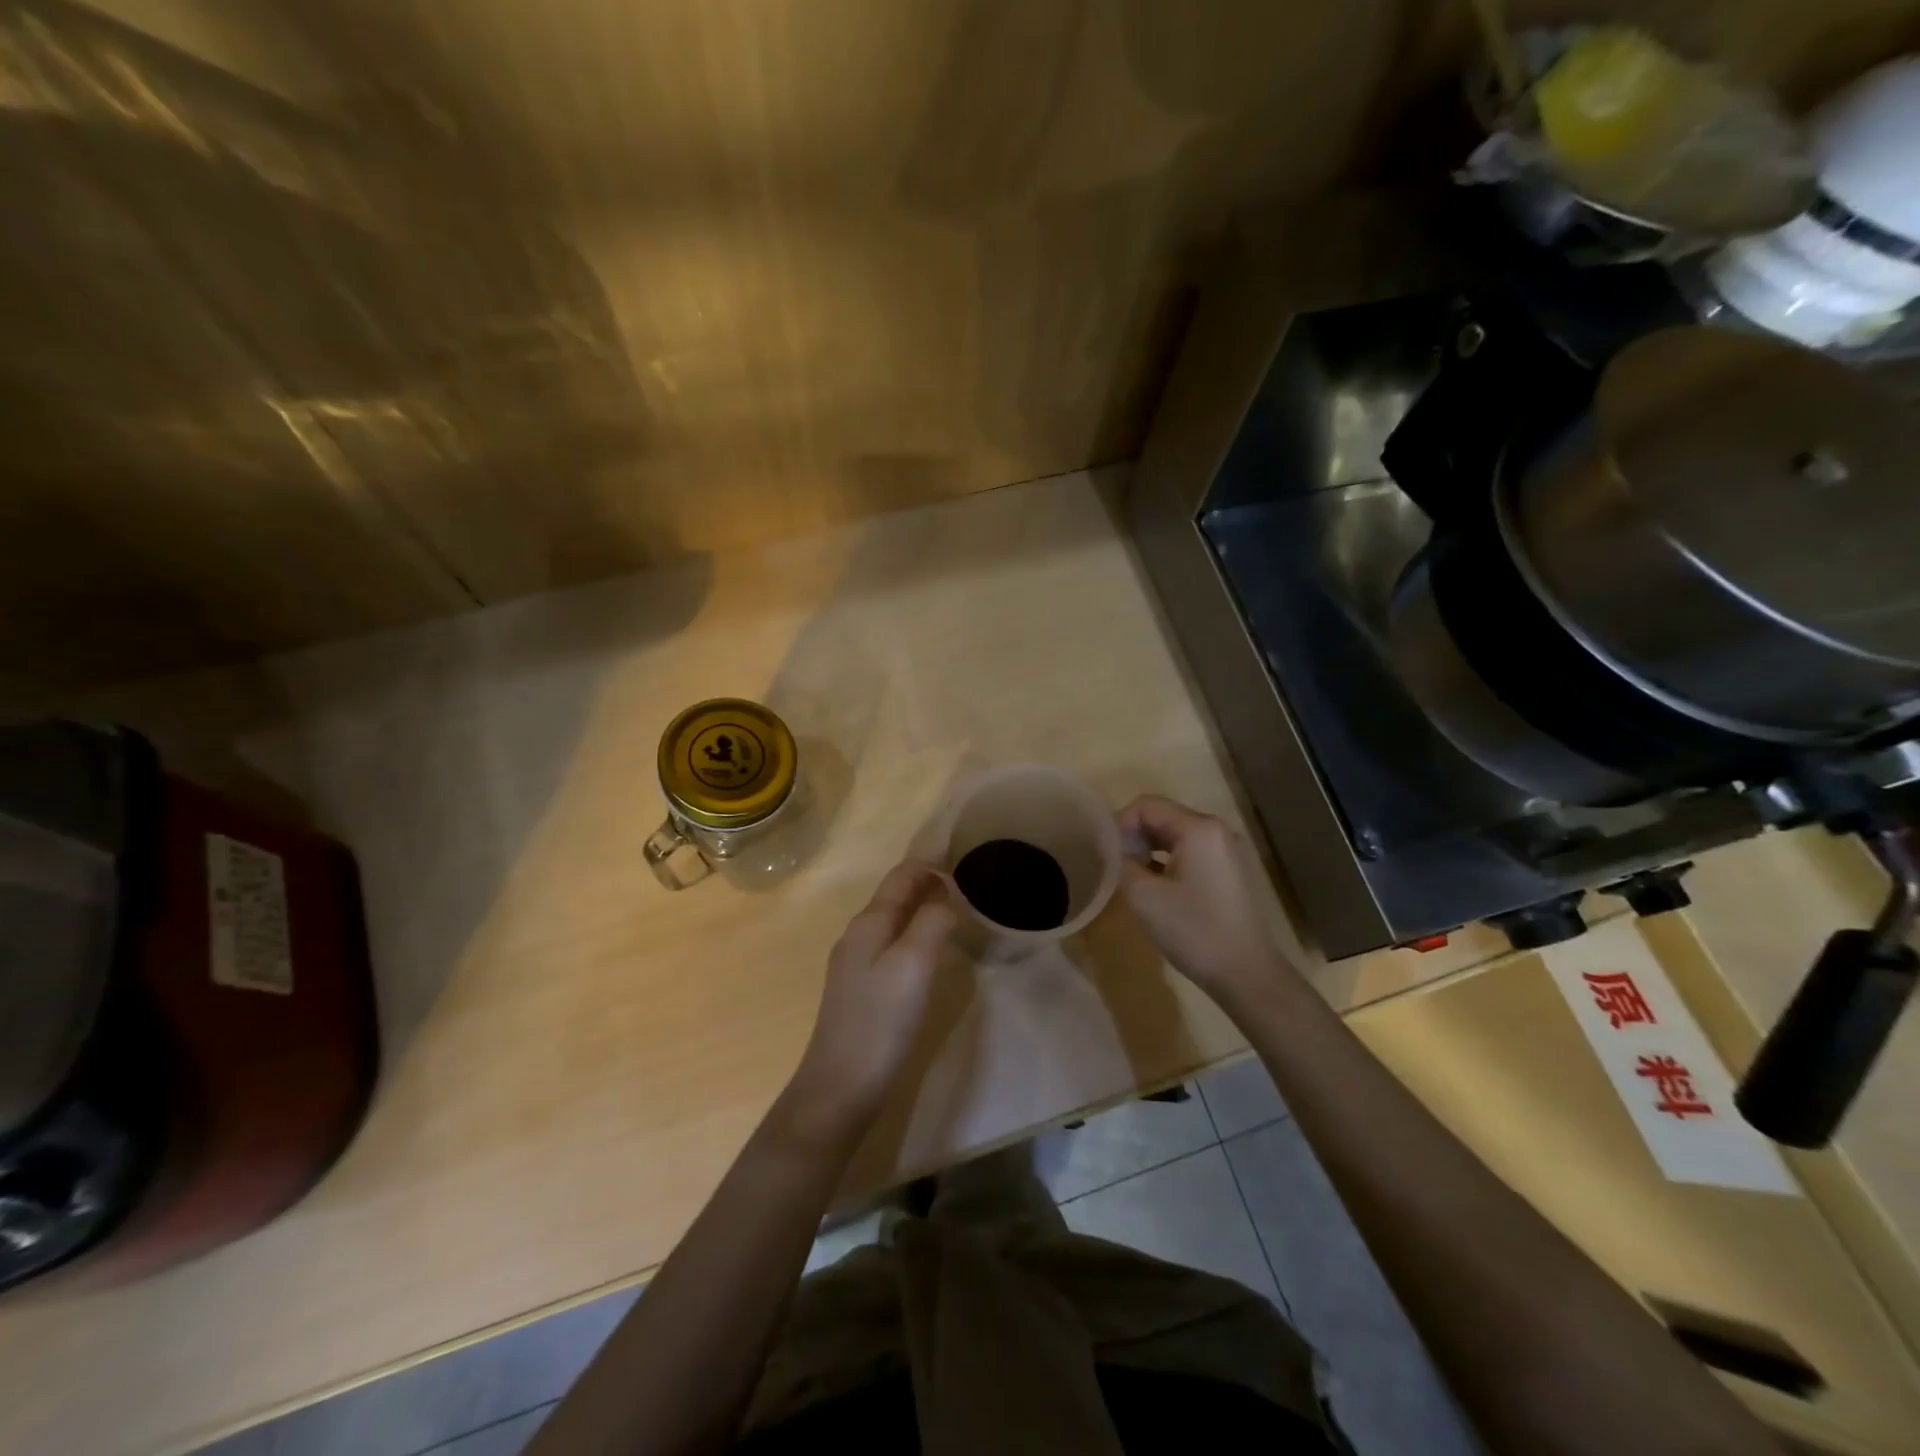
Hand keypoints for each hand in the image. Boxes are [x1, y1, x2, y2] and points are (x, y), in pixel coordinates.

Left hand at [788, 863, 957, 1129]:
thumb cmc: (880, 1020)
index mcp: (868, 923)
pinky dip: (916, 933)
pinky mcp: (862, 990)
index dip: (930, 861)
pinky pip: (893, 945)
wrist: (841, 1086)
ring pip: (894, 921)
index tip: (963, 850)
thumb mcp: (913, 964)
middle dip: (928, 881)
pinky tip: (932, 949)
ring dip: (923, 907)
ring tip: (957, 906)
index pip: (901, 876)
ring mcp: (856, 964)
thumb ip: (931, 921)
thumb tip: (947, 894)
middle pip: (895, 896)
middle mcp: (858, 935)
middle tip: (968, 878)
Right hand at [1117, 794, 1293, 1003]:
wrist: (1247, 974)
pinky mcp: (1231, 871)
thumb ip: (1121, 863)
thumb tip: (1110, 849)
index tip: (1104, 852)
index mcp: (1199, 828)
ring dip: (1149, 848)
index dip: (1119, 823)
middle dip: (1133, 835)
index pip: (1147, 805)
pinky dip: (1168, 860)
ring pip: (1177, 834)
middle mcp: (1217, 830)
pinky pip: (1192, 851)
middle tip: (1113, 864)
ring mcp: (1228, 850)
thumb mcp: (1144, 897)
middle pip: (1163, 816)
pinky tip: (1155, 885)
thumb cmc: (1194, 931)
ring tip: (1130, 875)